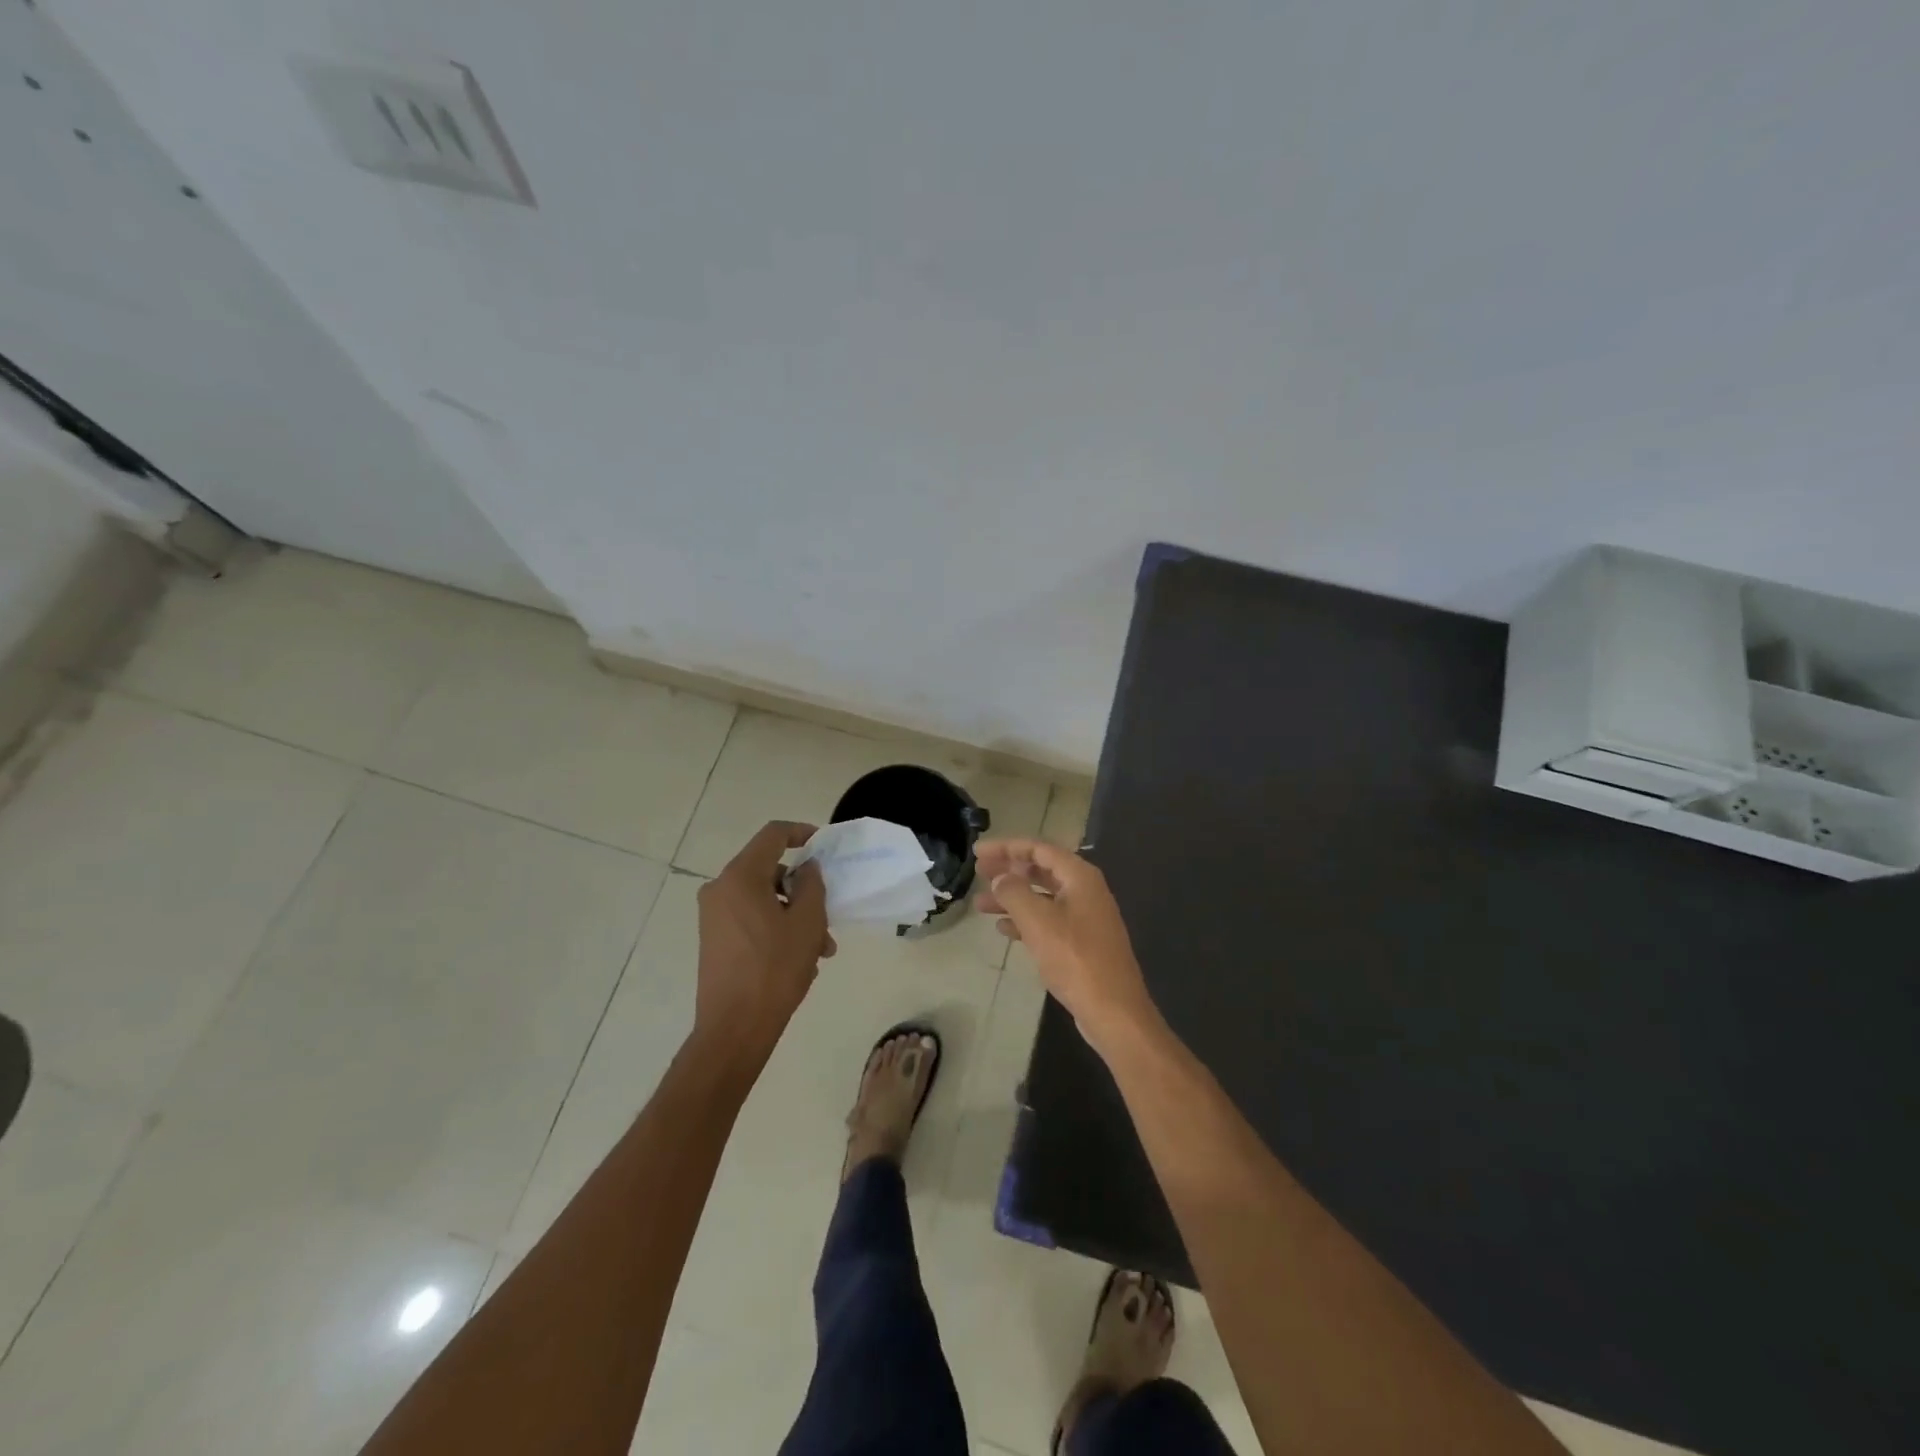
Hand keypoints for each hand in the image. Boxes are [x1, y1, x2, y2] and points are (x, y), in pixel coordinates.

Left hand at [694, 822, 834, 1065]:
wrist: (734, 1028)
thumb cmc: (774, 969)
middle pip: (769, 870)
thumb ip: (811, 885)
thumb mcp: (806, 922)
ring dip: (795, 915)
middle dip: (803, 890)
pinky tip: (799, 959)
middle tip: (828, 916)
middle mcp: (720, 889)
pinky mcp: (714, 939)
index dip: (801, 833)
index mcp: (740, 877)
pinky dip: (776, 928)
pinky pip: (751, 918)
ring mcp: (714, 916)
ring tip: (821, 950)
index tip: (823, 846)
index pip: (773, 835)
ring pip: (763, 899)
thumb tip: (807, 869)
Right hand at [974, 838, 1159, 1052]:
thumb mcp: (1038, 921)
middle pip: (1041, 870)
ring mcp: (1086, 917)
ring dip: (1012, 897)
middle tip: (978, 871)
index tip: (977, 850)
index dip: (1006, 847)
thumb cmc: (1075, 958)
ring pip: (1042, 897)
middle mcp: (1085, 890)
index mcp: (1080, 877)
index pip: (1038, 848)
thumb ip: (1014, 892)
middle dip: (1008, 870)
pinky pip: (1048, 920)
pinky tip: (1003, 929)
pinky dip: (1025, 920)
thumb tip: (999, 877)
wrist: (1113, 1010)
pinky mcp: (1082, 942)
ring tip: (980, 904)